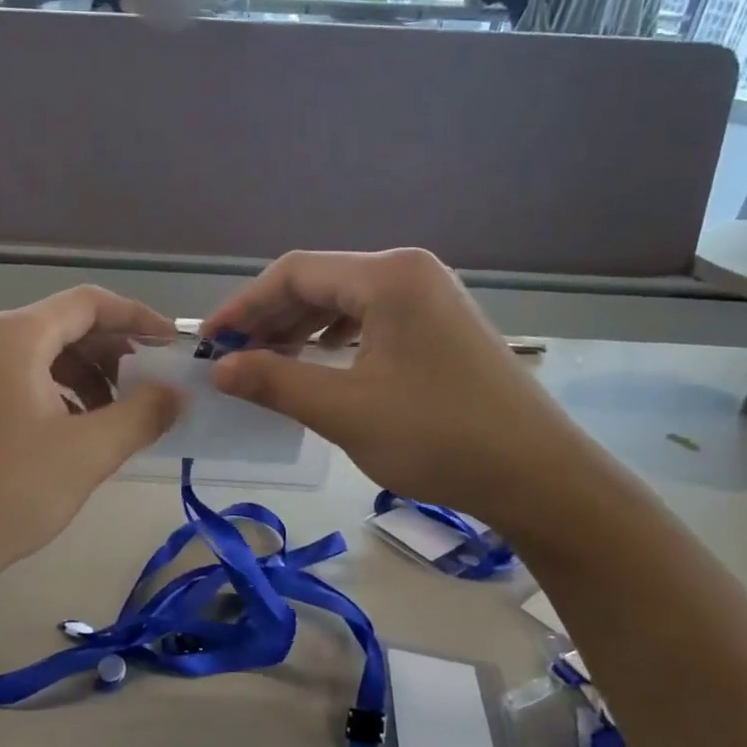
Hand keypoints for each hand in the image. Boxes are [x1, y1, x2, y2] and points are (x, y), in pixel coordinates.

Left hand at [0, 287, 182, 583]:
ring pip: (43, 353)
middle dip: (113, 350)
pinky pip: (20, 377)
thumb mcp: (89, 452)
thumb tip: (177, 393)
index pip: (89, 303)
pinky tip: (75, 428)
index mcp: (16, 336)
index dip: (137, 317)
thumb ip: (142, 413)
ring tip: (116, 413)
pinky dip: (57, 391)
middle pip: (64, 324)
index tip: (170, 342)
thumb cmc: (10, 491)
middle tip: (149, 383)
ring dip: (87, 374)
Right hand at [203, 249, 583, 530]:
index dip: (243, 305)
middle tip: (230, 357)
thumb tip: (221, 369)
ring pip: (343, 302)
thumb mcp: (344, 411)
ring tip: (264, 363)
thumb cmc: (438, 438)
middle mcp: (409, 272)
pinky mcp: (439, 325)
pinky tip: (316, 364)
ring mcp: (430, 297)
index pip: (294, 273)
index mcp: (388, 277)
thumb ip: (276, 382)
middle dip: (268, 318)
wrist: (537, 474)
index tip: (209, 342)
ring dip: (298, 329)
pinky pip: (370, 320)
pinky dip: (332, 340)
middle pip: (319, 282)